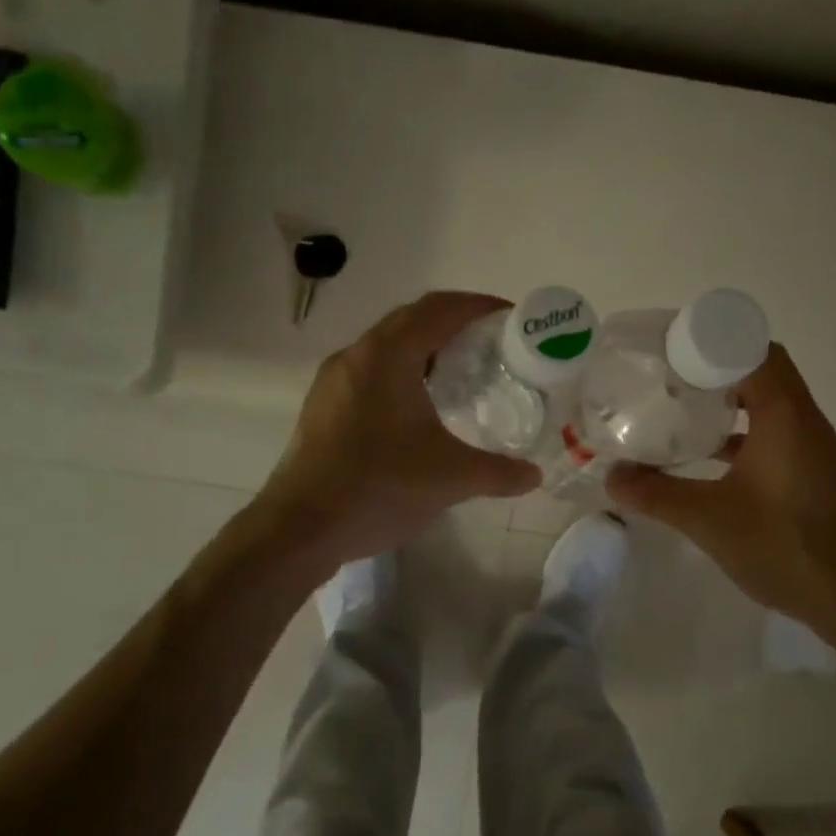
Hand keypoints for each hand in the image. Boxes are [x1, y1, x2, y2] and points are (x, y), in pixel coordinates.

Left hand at [256, 291, 540, 566]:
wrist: (301, 528)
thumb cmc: (379, 488)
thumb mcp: (451, 478)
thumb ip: (499, 472)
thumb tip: (534, 475)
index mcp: (387, 355)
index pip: (439, 308)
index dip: (479, 307)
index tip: (511, 318)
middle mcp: (356, 356)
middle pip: (412, 322)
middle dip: (454, 327)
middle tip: (493, 348)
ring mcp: (334, 382)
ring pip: (387, 349)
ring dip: (426, 352)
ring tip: (461, 377)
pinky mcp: (323, 408)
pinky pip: (371, 374)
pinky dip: (402, 376)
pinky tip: (420, 411)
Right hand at [606, 344, 835, 635]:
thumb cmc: (784, 546)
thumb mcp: (709, 519)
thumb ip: (657, 495)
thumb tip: (612, 477)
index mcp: (785, 415)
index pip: (753, 350)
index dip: (712, 343)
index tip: (670, 352)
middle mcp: (805, 422)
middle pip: (761, 373)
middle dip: (714, 370)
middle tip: (668, 380)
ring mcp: (813, 450)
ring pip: (769, 406)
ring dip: (730, 404)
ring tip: (681, 412)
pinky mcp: (813, 476)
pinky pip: (775, 436)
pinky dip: (743, 436)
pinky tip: (710, 460)